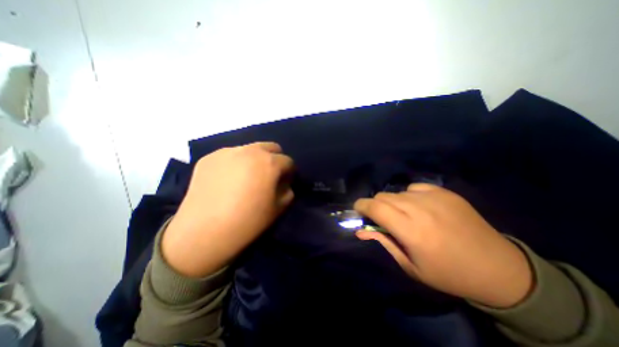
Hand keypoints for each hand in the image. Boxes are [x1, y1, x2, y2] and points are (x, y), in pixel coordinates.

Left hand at [161, 142, 292, 277]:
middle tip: (269, 175)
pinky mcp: (209, 157)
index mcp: (269, 163)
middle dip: (275, 158)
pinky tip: (228, 180)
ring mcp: (228, 151)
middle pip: (271, 147)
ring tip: (247, 177)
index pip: (288, 161)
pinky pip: (230, 155)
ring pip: (250, 148)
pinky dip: (236, 163)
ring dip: (255, 159)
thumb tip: (283, 182)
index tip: (285, 182)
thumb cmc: (248, 221)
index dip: (289, 172)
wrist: (203, 232)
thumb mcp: (279, 208)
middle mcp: (250, 150)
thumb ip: (287, 190)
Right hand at [356, 183, 534, 306]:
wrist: (499, 268)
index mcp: (411, 231)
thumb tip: (360, 230)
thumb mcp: (410, 265)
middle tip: (381, 218)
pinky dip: (410, 196)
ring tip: (403, 215)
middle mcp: (420, 209)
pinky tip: (420, 207)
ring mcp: (435, 197)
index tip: (358, 210)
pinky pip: (415, 187)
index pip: (375, 208)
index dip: (362, 206)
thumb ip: (383, 242)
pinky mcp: (446, 192)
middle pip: (383, 196)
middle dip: (375, 205)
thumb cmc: (448, 273)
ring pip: (397, 192)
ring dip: (392, 202)